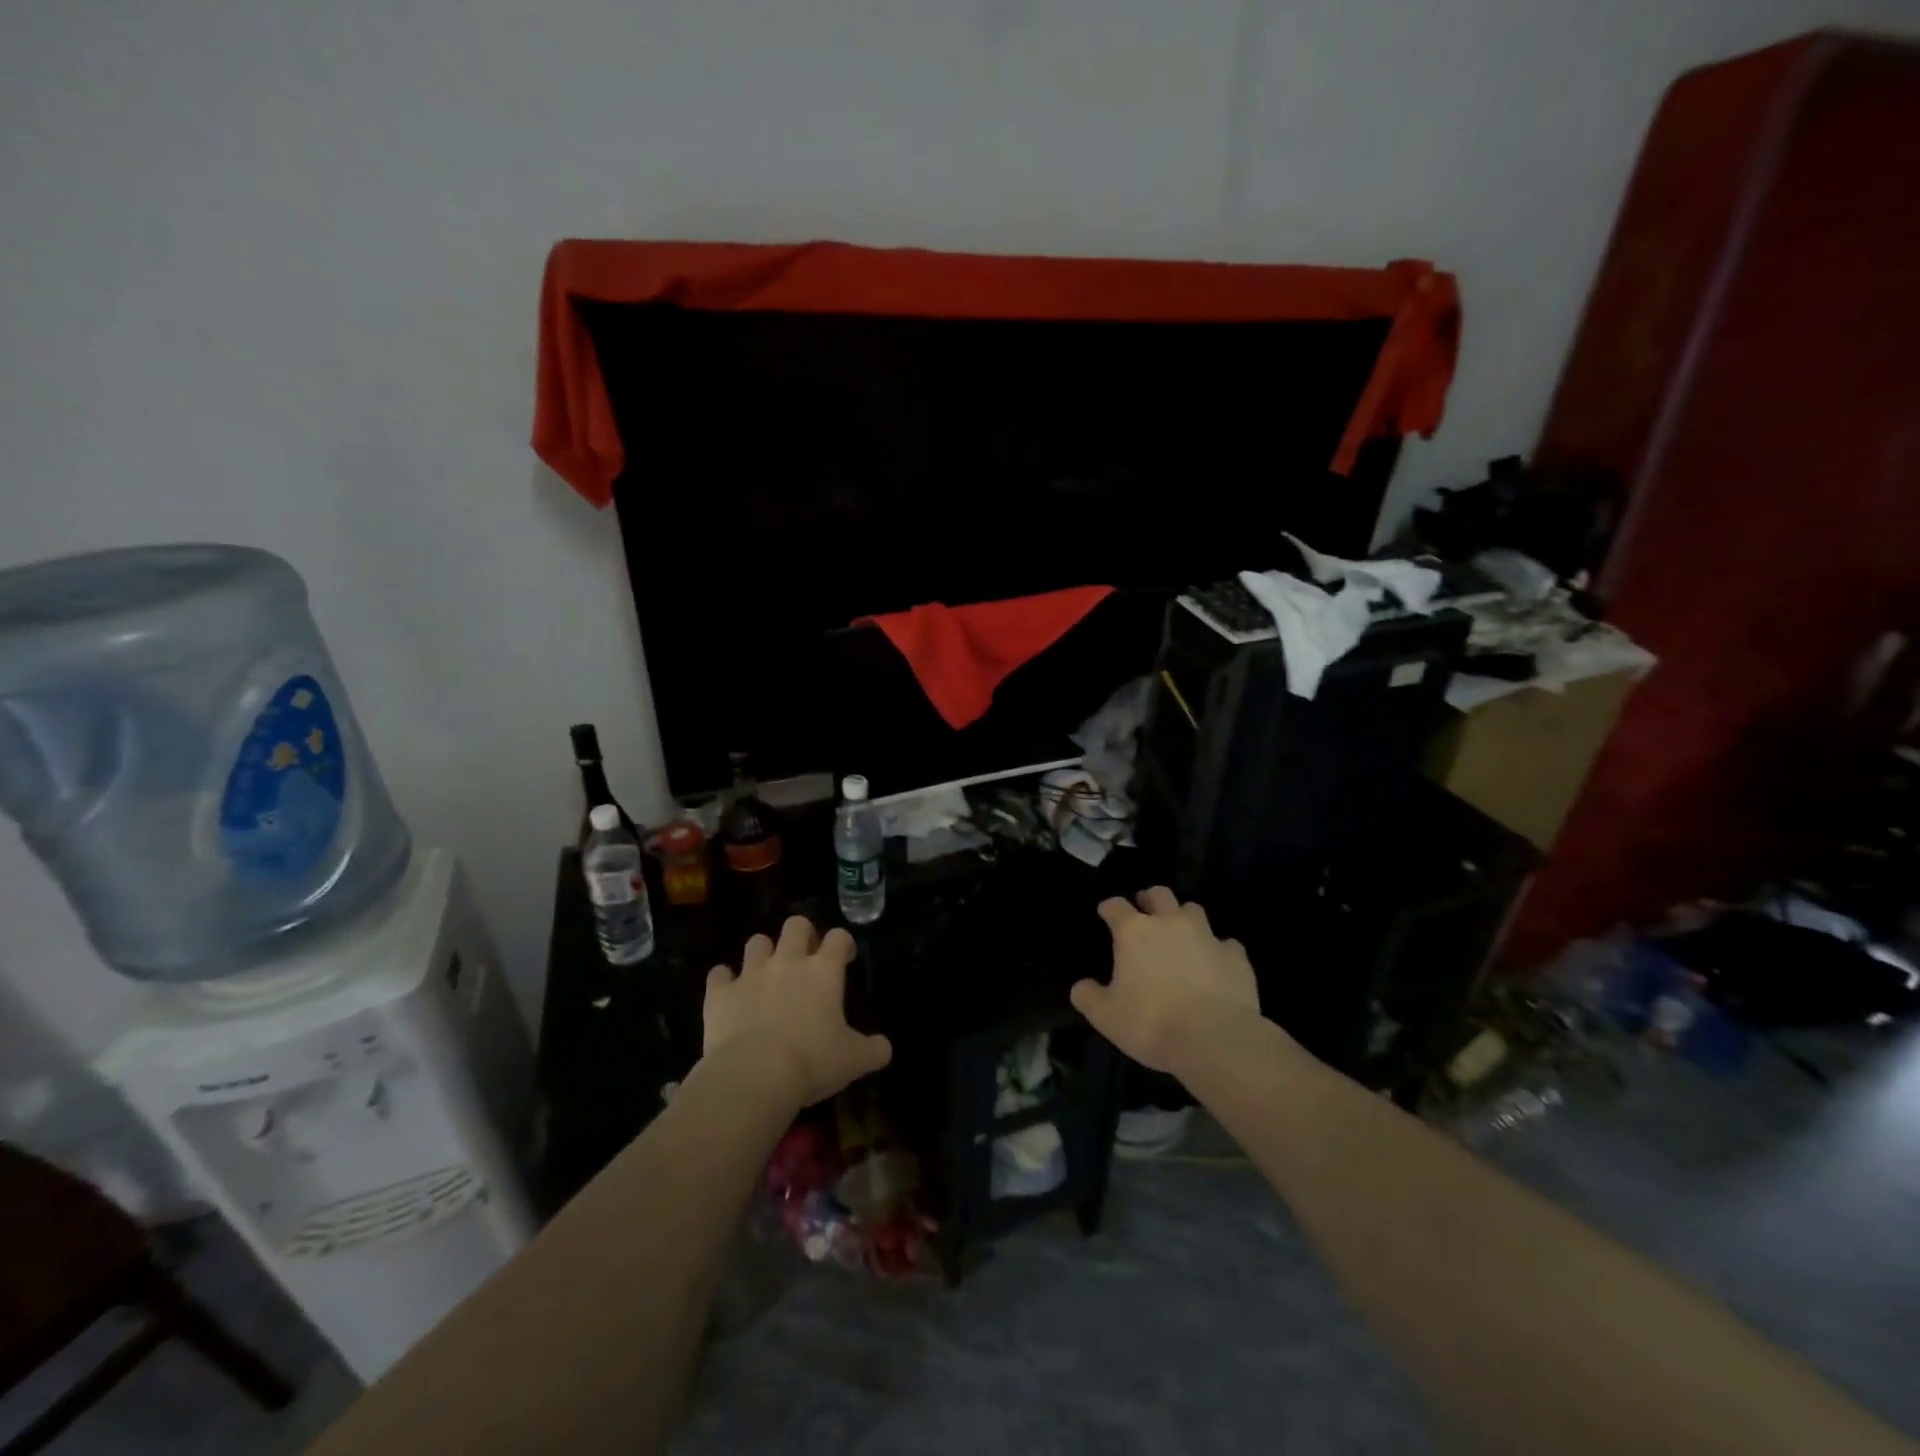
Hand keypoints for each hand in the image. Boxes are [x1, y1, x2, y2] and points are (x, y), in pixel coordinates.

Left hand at [703, 916, 892, 1107]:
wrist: (754, 1076)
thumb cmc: (811, 1062)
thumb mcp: (854, 1061)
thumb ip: (874, 1050)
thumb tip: (885, 1047)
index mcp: (824, 971)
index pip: (838, 937)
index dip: (843, 943)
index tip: (844, 958)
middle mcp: (788, 962)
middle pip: (796, 924)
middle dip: (802, 935)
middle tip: (805, 958)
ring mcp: (751, 974)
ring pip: (757, 942)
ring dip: (763, 953)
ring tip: (766, 974)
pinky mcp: (721, 993)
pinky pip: (719, 974)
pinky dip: (724, 981)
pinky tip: (729, 995)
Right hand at [1071, 886, 1262, 1076]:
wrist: (1215, 1039)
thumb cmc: (1151, 1023)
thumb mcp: (1106, 1016)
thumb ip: (1088, 997)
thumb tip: (1081, 986)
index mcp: (1135, 932)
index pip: (1116, 906)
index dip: (1109, 908)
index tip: (1105, 913)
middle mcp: (1170, 923)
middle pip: (1159, 894)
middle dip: (1150, 899)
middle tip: (1145, 912)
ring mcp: (1207, 936)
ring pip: (1193, 910)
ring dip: (1184, 919)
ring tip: (1181, 936)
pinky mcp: (1236, 956)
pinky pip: (1225, 944)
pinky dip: (1218, 950)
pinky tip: (1215, 965)